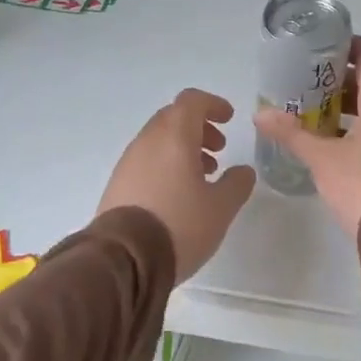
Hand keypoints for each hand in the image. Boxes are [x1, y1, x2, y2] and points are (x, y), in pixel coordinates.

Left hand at [98, 88, 255, 282]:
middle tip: (219, 150)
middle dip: (199, 128)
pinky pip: (146, 162)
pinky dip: (166, 165)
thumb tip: (243, 170)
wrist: (123, 259)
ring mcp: (128, 163)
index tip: (229, 119)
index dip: (213, 105)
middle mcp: (147, 142)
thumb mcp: (221, 207)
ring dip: (183, 149)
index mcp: (174, 137)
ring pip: (159, 141)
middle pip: (173, 118)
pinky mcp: (117, 185)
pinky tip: (179, 195)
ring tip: (203, 177)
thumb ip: (237, 183)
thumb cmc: (180, 225)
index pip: (192, 101)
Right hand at [254, 36, 360, 237]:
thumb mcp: (321, 158)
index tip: (322, 47)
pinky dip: (352, 127)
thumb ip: (291, 133)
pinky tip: (326, 142)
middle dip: (337, 79)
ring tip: (309, 112)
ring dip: (343, 105)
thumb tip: (260, 114)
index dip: (349, 44)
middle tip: (305, 83)